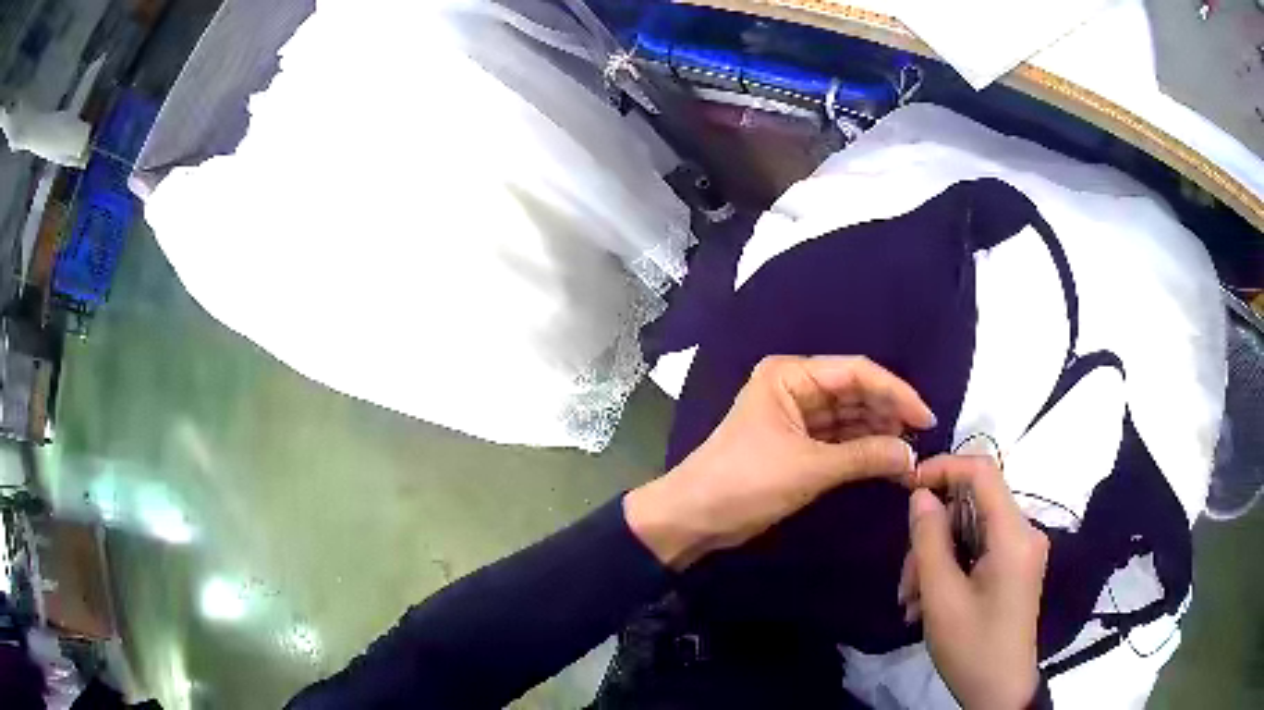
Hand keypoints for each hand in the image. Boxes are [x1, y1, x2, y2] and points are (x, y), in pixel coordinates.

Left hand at [625, 355, 934, 569]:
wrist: (693, 517)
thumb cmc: (745, 482)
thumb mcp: (809, 468)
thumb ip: (865, 457)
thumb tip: (911, 456)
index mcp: (790, 375)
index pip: (856, 372)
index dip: (896, 393)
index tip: (927, 418)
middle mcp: (794, 387)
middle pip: (854, 392)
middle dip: (888, 415)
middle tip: (921, 441)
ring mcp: (795, 416)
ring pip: (849, 417)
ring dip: (878, 433)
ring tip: (910, 453)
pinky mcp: (795, 444)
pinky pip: (838, 439)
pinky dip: (861, 449)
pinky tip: (887, 460)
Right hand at [902, 455, 1048, 709]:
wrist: (999, 691)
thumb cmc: (972, 647)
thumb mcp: (941, 598)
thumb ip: (929, 540)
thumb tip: (920, 495)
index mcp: (1014, 535)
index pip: (982, 472)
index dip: (944, 467)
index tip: (906, 486)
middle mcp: (1023, 532)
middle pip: (972, 506)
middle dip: (932, 535)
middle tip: (905, 580)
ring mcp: (1020, 550)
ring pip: (970, 530)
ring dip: (935, 559)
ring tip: (911, 602)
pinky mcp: (1014, 567)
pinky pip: (977, 549)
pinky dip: (950, 568)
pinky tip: (927, 602)